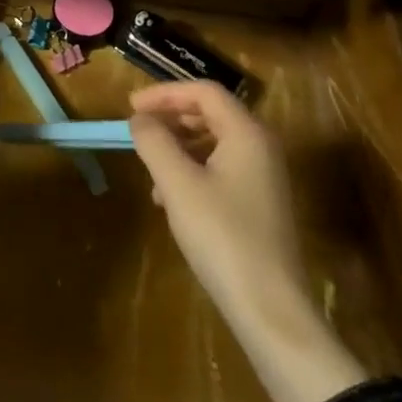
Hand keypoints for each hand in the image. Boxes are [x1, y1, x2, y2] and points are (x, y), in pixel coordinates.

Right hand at [131, 80, 365, 401]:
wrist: (270, 309)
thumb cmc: (222, 235)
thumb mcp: (177, 183)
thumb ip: (154, 141)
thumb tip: (140, 119)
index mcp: (247, 133)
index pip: (203, 91)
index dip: (164, 93)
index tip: (131, 107)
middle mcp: (261, 147)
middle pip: (211, 113)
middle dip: (171, 118)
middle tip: (139, 130)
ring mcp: (264, 177)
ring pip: (214, 143)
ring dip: (179, 146)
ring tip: (151, 169)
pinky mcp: (261, 205)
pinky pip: (221, 169)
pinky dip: (192, 171)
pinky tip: (171, 199)